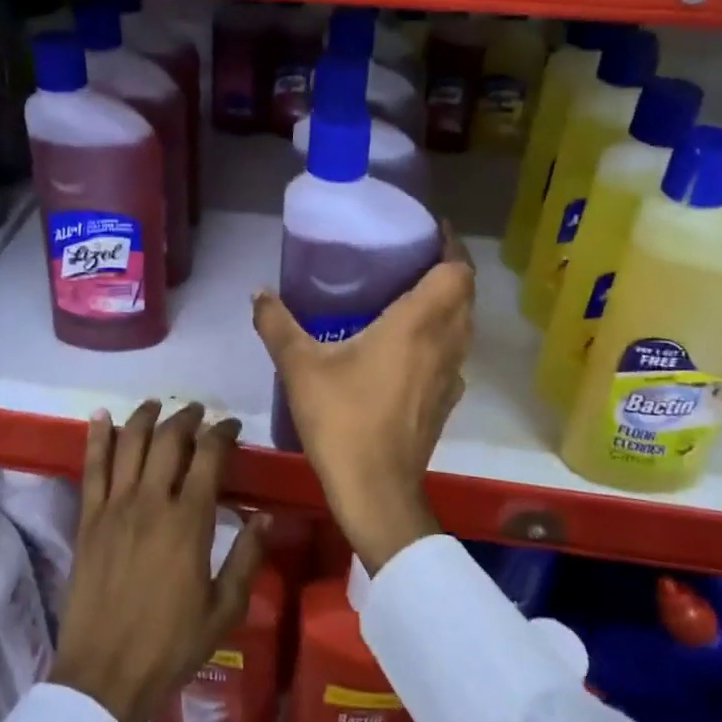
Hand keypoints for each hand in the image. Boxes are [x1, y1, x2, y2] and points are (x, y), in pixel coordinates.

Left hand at [51, 401, 268, 721]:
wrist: (104, 676)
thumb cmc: (170, 646)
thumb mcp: (224, 609)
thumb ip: (246, 558)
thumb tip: (265, 516)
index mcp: (189, 522)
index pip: (209, 458)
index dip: (222, 434)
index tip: (231, 426)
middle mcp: (151, 503)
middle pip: (169, 441)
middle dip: (187, 419)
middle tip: (198, 412)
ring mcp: (115, 508)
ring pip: (130, 444)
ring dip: (145, 417)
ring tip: (156, 404)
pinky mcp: (88, 520)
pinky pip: (92, 468)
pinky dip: (97, 438)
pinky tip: (101, 416)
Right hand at [253, 224, 474, 572]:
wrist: (376, 491)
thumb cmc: (343, 420)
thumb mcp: (300, 367)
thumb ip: (278, 324)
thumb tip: (257, 292)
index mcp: (418, 324)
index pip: (456, 271)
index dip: (450, 245)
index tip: (431, 229)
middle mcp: (445, 343)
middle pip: (464, 294)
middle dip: (447, 270)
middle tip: (412, 257)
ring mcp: (451, 375)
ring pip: (463, 325)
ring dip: (448, 303)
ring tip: (410, 293)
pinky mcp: (446, 400)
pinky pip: (453, 352)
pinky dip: (441, 335)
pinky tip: (407, 345)